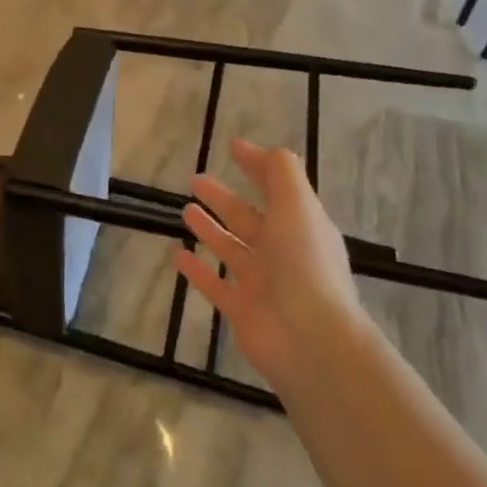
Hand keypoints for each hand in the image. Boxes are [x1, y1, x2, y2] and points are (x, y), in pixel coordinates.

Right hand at [172, 138, 364, 391]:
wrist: (311, 340)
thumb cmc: (305, 265)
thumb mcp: (298, 206)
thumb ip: (280, 172)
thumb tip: (258, 148)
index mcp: (300, 224)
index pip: (276, 186)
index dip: (256, 165)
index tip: (231, 146)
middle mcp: (281, 250)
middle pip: (248, 216)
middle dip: (223, 197)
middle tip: (195, 179)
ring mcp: (260, 281)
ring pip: (229, 247)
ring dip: (209, 228)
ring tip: (185, 210)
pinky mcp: (241, 309)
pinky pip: (213, 283)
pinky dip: (195, 269)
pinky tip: (175, 254)